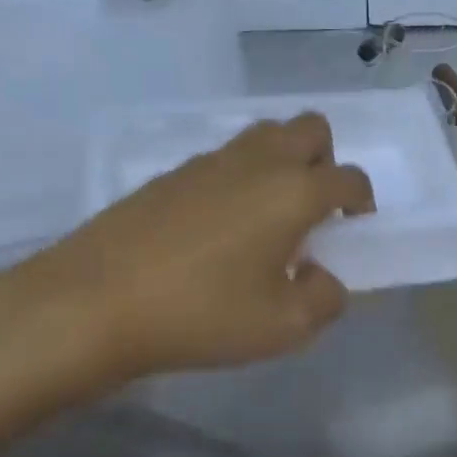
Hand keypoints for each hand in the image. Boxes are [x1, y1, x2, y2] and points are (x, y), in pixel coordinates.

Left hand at [0, 113, 371, 381]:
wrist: (94, 301)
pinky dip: (240, 178)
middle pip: (311, 129)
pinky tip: (217, 228)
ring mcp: (211, 161)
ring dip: (282, 163)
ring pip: (265, 136)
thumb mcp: (281, 327)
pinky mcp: (172, 173)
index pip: (349, 178)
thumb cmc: (200, 314)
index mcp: (293, 191)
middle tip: (312, 209)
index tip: (353, 230)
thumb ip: (323, 300)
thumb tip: (323, 278)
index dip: (362, 202)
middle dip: (325, 161)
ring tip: (266, 218)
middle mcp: (258, 161)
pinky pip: (225, 159)